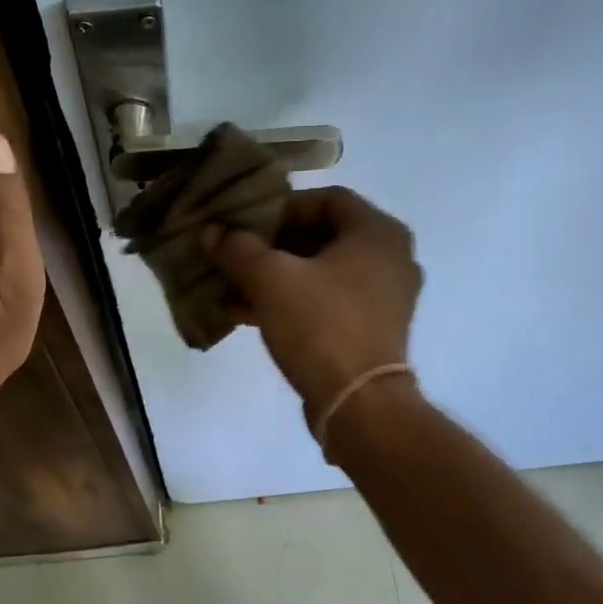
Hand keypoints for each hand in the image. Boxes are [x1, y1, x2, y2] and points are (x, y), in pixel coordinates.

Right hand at [205, 186, 421, 422]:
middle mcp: (390, 258)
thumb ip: (238, 248)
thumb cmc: (321, 326)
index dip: (282, 208)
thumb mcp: (270, 279)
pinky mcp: (371, 331)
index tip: (247, 226)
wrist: (359, 404)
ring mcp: (384, 298)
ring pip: (321, 273)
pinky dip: (291, 303)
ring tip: (233, 286)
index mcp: (378, 233)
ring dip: (276, 277)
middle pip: (322, 236)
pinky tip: (246, 313)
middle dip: (272, 246)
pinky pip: (327, 303)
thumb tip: (211, 233)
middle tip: (237, 255)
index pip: (327, 199)